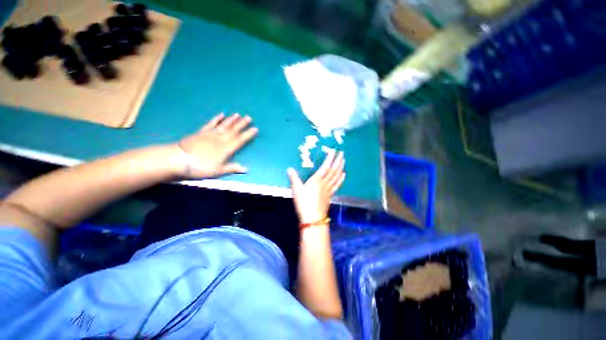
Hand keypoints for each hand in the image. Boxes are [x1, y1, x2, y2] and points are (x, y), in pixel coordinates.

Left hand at [177, 113, 257, 178]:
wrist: (178, 159)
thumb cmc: (199, 167)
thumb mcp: (217, 171)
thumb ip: (232, 168)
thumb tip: (246, 169)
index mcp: (225, 149)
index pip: (240, 140)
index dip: (248, 134)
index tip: (255, 129)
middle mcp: (220, 139)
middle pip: (233, 130)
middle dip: (242, 124)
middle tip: (249, 117)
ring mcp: (210, 134)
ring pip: (224, 125)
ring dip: (231, 120)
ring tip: (238, 114)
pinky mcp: (201, 132)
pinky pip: (211, 124)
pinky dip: (216, 119)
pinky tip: (221, 114)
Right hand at [287, 151, 344, 223]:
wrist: (313, 218)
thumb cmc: (304, 202)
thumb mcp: (296, 189)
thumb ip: (293, 178)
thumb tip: (289, 169)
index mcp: (316, 180)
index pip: (325, 167)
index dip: (330, 158)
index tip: (334, 151)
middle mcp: (324, 183)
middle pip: (333, 170)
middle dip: (338, 161)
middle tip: (342, 153)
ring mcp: (329, 189)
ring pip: (336, 176)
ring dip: (340, 168)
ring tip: (344, 161)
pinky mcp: (330, 195)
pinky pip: (337, 185)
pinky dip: (341, 179)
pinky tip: (343, 175)